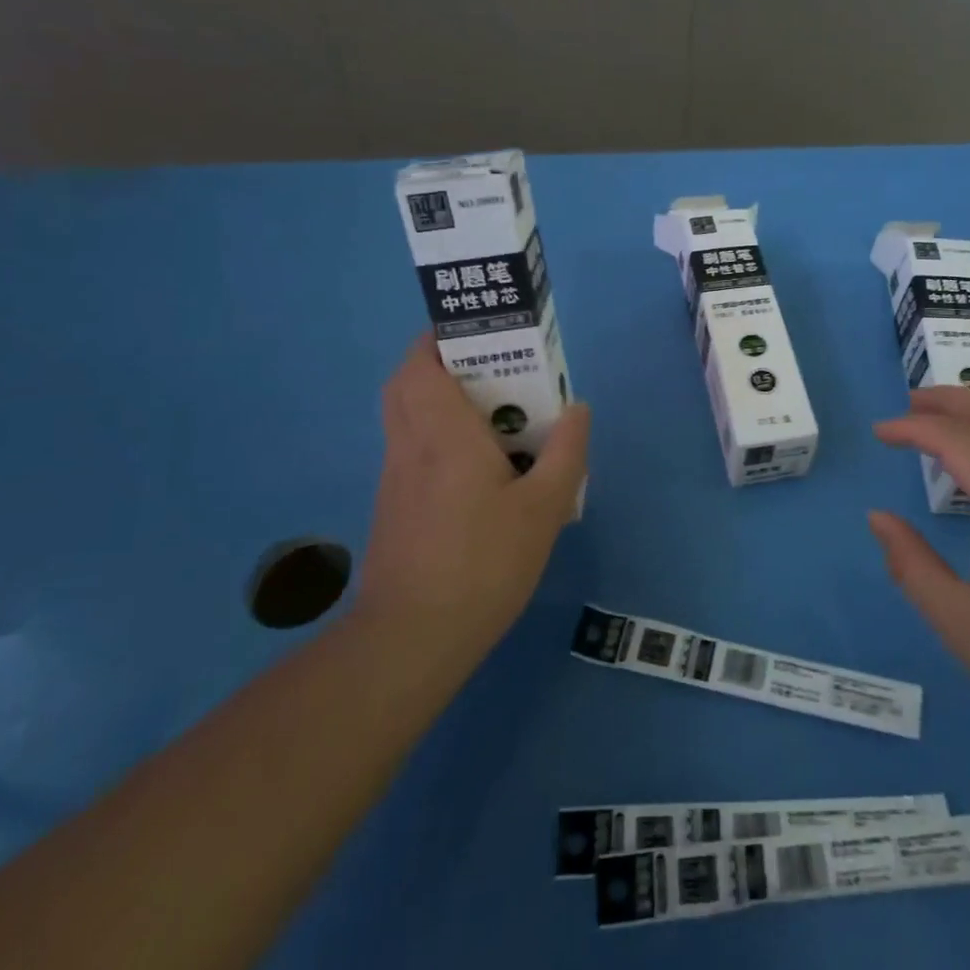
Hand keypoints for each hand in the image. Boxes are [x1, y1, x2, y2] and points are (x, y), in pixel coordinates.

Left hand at [362, 335, 589, 679]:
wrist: (413, 637)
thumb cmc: (483, 563)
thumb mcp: (544, 508)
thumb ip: (566, 452)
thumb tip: (576, 407)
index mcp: (443, 434)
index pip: (420, 364)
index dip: (438, 338)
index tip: (476, 332)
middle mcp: (410, 446)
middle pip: (405, 383)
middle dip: (439, 363)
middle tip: (490, 370)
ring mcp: (395, 478)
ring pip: (406, 417)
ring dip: (438, 400)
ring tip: (492, 414)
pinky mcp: (394, 507)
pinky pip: (412, 449)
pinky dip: (435, 436)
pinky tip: (477, 467)